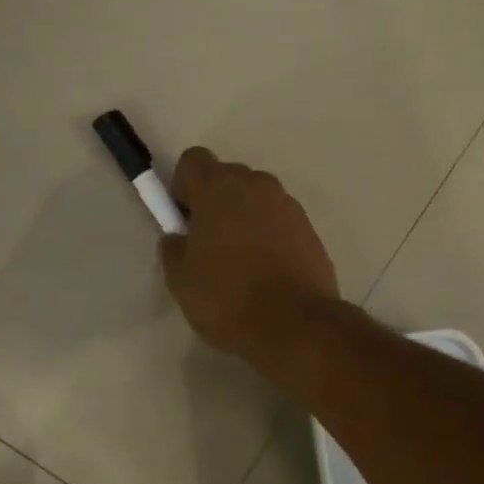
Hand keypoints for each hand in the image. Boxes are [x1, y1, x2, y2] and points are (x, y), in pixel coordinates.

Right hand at [159, 148, 338, 366]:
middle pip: (227, 176)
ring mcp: (287, 205)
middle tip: (208, 243)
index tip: (184, 219)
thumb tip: (177, 238)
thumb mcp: (181, 280)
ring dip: (244, 216)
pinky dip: (269, 234)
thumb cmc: (227, 298)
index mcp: (218, 188)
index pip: (193, 160)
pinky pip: (279, 220)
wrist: (294, 324)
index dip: (183, 185)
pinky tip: (266, 271)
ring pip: (256, 198)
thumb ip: (173, 249)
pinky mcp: (309, 228)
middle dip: (215, 200)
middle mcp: (255, 185)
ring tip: (240, 261)